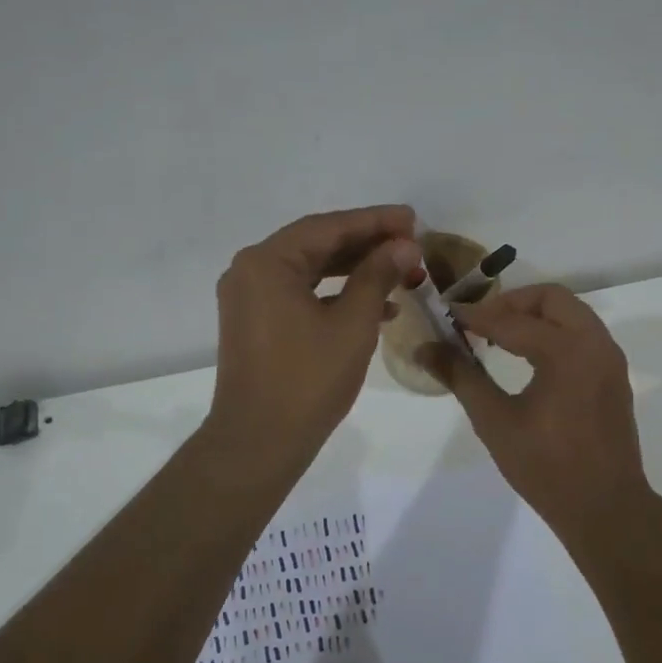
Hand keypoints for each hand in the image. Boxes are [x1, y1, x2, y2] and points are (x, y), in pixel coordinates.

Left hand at [206, 205, 422, 474]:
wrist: (259, 443)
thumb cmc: (307, 381)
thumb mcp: (352, 324)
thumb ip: (378, 276)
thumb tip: (404, 246)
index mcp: (267, 262)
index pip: (328, 227)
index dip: (374, 221)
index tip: (412, 218)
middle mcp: (250, 271)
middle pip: (316, 245)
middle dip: (366, 244)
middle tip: (411, 242)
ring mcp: (249, 298)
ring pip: (310, 270)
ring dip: (355, 270)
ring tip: (401, 270)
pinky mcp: (255, 322)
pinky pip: (300, 294)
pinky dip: (335, 295)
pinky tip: (377, 306)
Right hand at [420, 284, 652, 533]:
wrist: (606, 509)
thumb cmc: (546, 467)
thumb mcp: (495, 421)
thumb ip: (461, 377)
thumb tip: (425, 348)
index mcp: (567, 352)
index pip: (511, 321)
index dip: (476, 316)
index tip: (447, 315)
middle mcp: (595, 344)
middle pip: (551, 298)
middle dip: (511, 304)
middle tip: (479, 323)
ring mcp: (610, 359)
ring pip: (571, 313)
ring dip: (534, 316)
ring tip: (499, 338)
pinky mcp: (613, 376)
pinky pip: (582, 334)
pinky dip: (554, 332)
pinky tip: (527, 358)